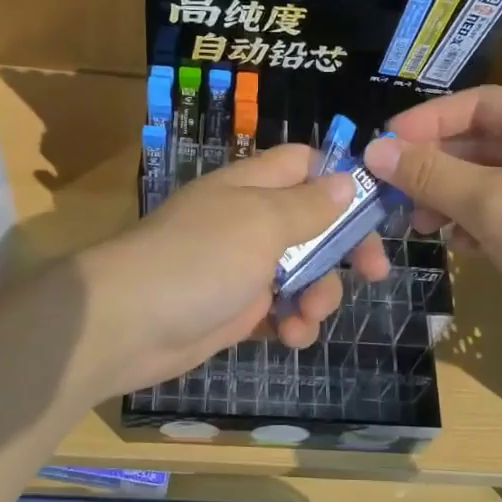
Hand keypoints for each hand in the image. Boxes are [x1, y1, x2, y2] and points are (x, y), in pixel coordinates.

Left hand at [77, 143, 389, 395]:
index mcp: (253, 186)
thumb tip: (347, 180)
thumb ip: (308, 205)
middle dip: (345, 249)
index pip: (305, 164)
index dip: (341, 178)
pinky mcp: (236, 311)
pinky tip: (290, 338)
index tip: (374, 208)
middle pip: (315, 223)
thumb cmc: (200, 259)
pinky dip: (292, 323)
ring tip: (307, 318)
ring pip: (304, 273)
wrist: (127, 324)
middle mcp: (249, 221)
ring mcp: (242, 268)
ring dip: (319, 295)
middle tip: (374, 272)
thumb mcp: (262, 222)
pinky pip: (281, 311)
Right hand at [363, 85, 501, 337]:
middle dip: (433, 166)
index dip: (427, 119)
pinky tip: (459, 246)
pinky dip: (473, 225)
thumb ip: (431, 174)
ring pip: (485, 183)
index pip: (475, 104)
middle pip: (477, 144)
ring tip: (422, 225)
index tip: (386, 145)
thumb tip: (375, 149)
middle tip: (395, 193)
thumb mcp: (491, 203)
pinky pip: (500, 216)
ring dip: (448, 198)